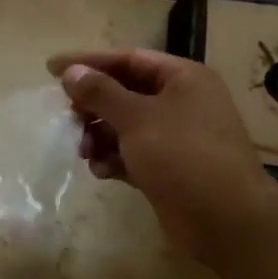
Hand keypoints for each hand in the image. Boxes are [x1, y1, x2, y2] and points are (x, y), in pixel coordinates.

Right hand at [47, 48, 277, 268]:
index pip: (127, 58)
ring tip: (83, 150)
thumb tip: (72, 72)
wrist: (226, 219)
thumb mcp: (137, 118)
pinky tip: (101, 171)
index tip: (51, 67)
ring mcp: (176, 137)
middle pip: (125, 92)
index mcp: (182, 77)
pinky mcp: (169, 169)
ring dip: (100, 135)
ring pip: (126, 126)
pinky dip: (114, 159)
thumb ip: (101, 93)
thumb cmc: (183, 155)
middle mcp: (181, 102)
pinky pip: (133, 154)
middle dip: (94, 105)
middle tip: (66, 116)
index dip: (89, 61)